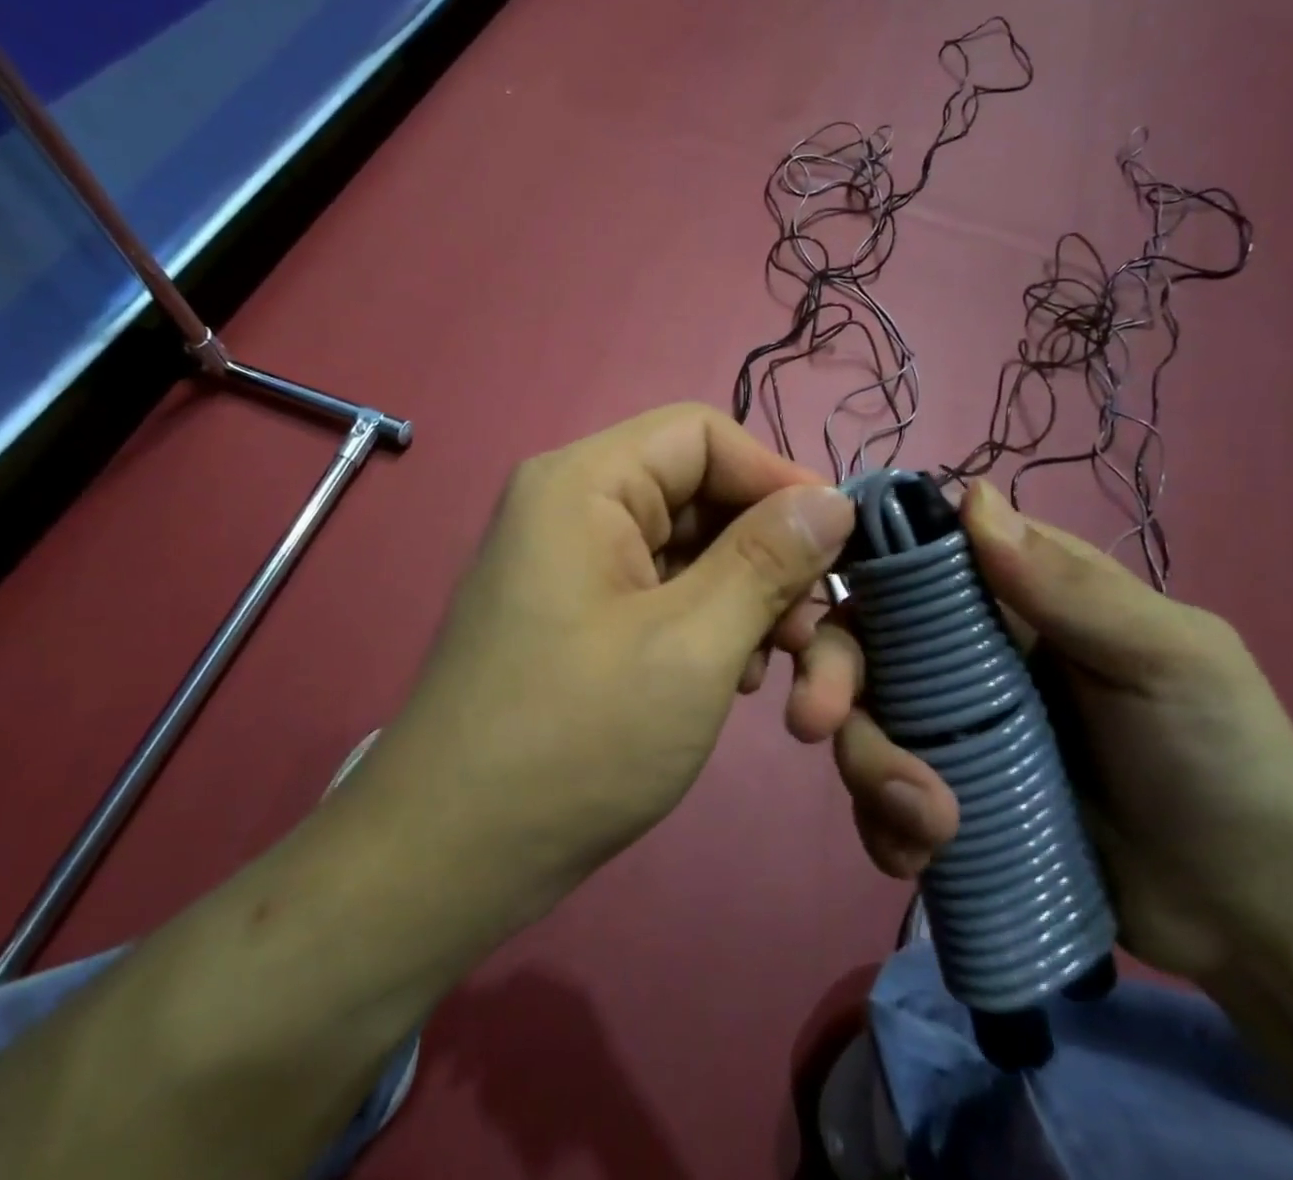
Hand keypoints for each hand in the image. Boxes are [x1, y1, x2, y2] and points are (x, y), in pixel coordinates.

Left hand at [358, 404, 854, 936]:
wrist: (450, 858)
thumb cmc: (572, 741)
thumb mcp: (691, 645)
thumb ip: (768, 561)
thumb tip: (834, 500)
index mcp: (584, 483)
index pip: (702, 435)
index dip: (778, 478)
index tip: (841, 545)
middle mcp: (576, 507)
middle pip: (703, 496)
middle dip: (772, 561)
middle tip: (820, 637)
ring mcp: (577, 564)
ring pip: (693, 552)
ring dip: (751, 604)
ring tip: (787, 676)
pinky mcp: (584, 616)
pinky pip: (667, 593)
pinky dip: (714, 627)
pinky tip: (737, 684)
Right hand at [789, 480, 1292, 979]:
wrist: (1252, 913)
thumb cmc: (1221, 758)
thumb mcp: (1167, 658)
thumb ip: (1069, 586)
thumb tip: (970, 496)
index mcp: (1011, 594)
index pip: (911, 556)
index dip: (854, 568)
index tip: (814, 608)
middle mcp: (963, 649)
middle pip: (863, 639)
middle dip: (832, 678)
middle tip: (815, 724)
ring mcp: (949, 724)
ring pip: (862, 719)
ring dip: (869, 768)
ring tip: (927, 827)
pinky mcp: (944, 793)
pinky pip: (880, 794)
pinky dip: (882, 822)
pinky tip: (915, 857)